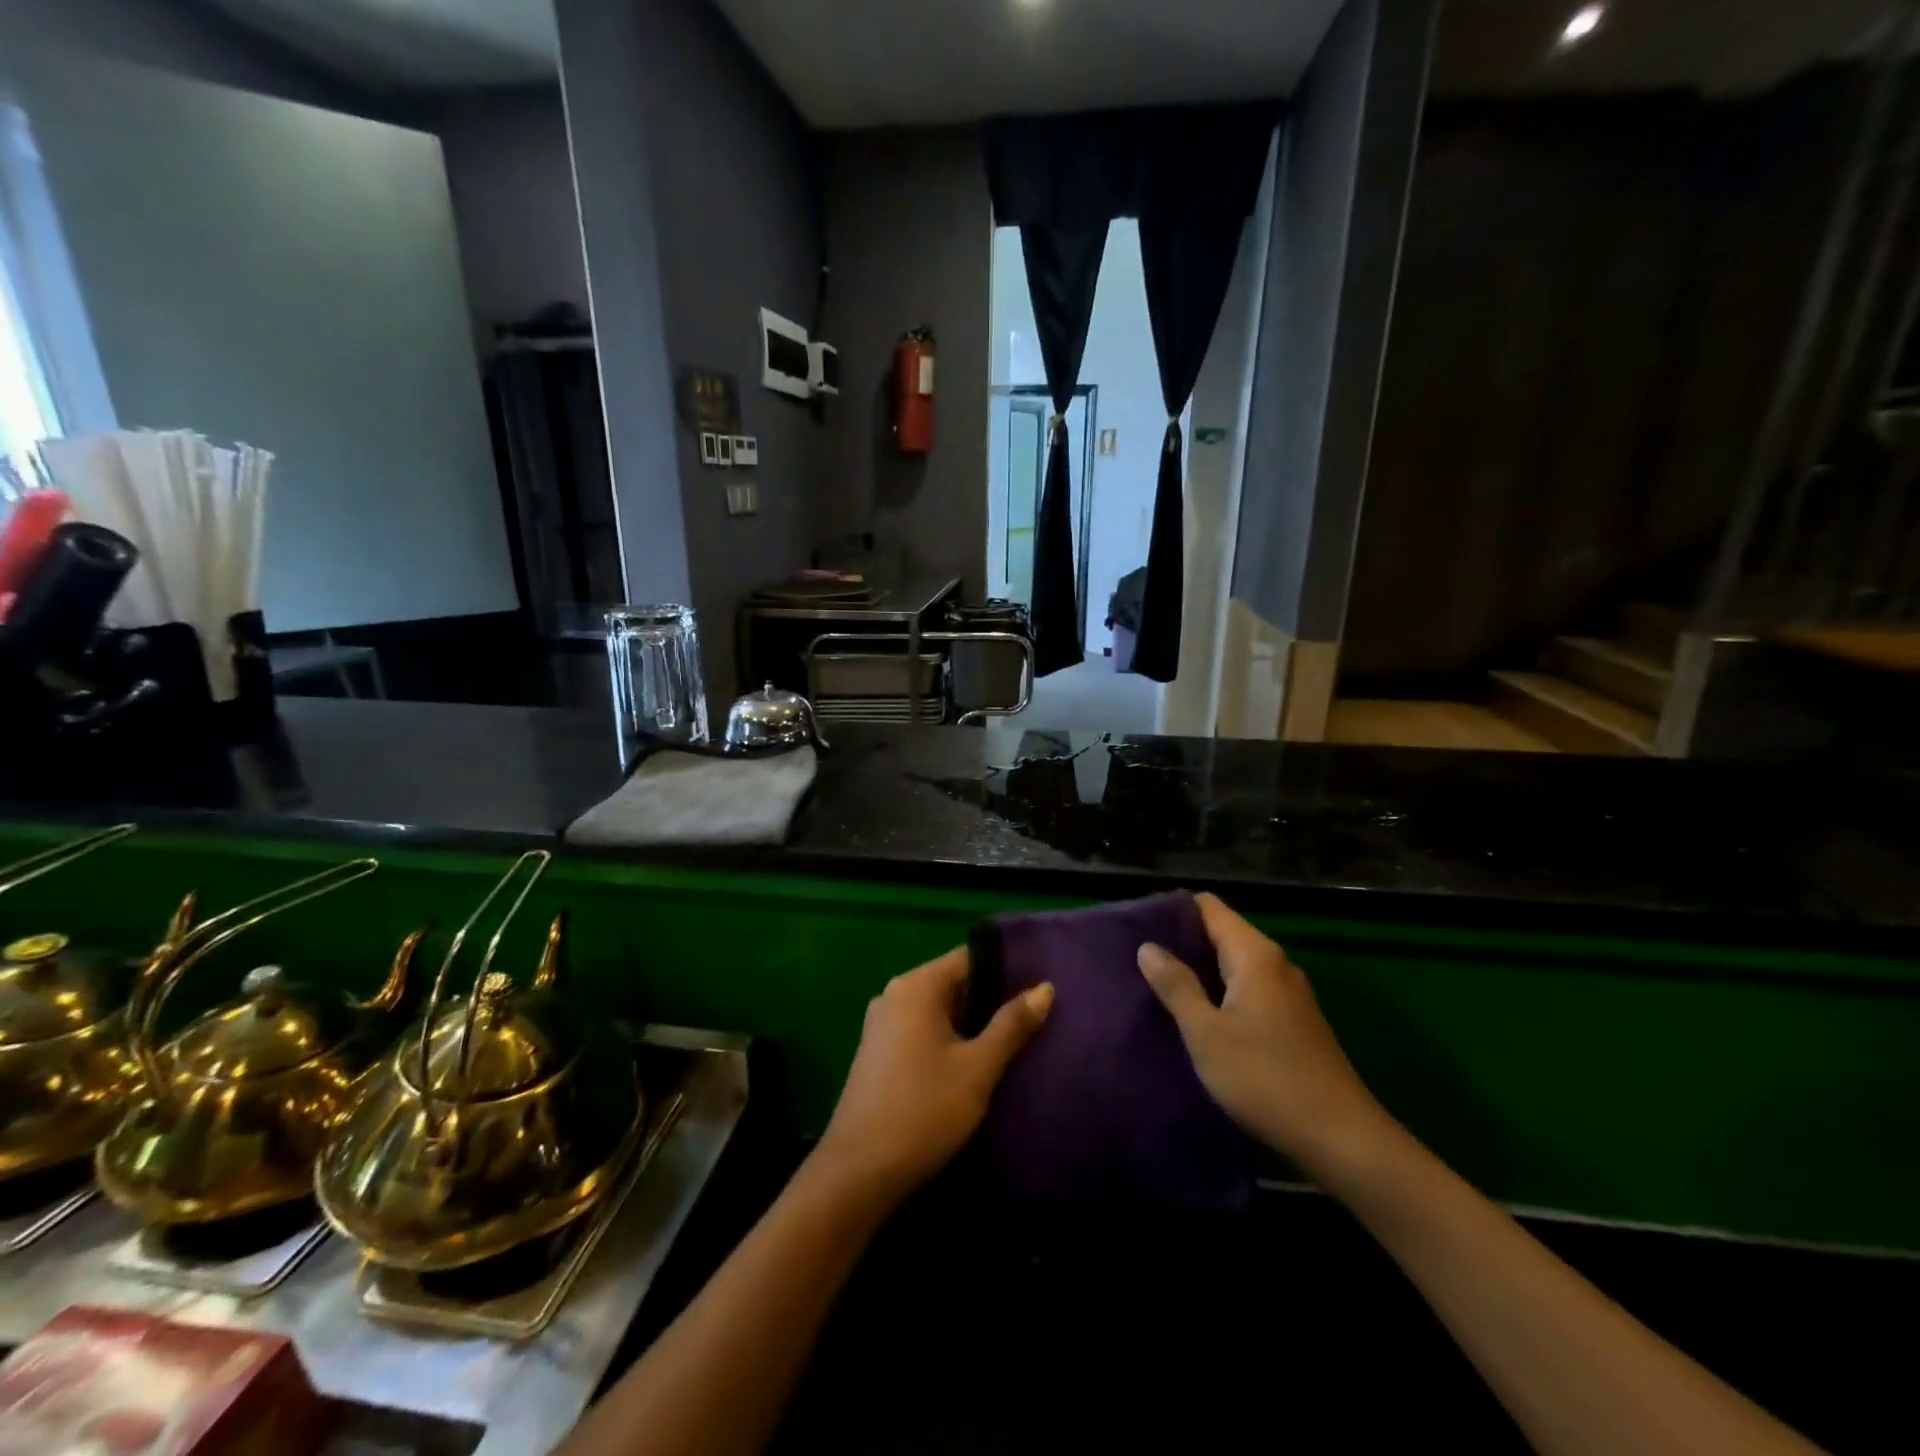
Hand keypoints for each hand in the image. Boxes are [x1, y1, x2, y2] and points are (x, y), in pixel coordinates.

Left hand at [814, 948, 1052, 1205]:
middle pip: (953, 983)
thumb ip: (1012, 1025)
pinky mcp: (878, 1052)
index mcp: (916, 986)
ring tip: (1012, 1042)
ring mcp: (882, 1024)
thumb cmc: (924, 1109)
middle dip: (990, 1000)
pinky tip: (973, 1065)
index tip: (1037, 987)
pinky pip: (922, 1031)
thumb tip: (1045, 988)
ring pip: (938, 1011)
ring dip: (970, 1024)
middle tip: (1032, 1019)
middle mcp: (895, 994)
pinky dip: (948, 1040)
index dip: (1006, 970)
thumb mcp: (978, 1068)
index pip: (969, 958)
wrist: (859, 1171)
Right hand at [1137, 893, 1392, 1179]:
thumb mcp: (1207, 1034)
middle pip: (1221, 932)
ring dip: (1199, 970)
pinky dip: (1219, 992)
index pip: (1209, 907)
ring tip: (1158, 984)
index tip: (1137, 927)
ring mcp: (1288, 993)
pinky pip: (1247, 989)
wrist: (1343, 1140)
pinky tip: (1197, 1015)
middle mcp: (1275, 963)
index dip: (1172, 910)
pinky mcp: (1293, 1021)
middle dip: (1181, 942)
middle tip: (1139, 958)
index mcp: (1255, 955)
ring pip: (1233, 964)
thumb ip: (1176, 986)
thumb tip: (1148, 946)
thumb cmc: (1266, 1079)